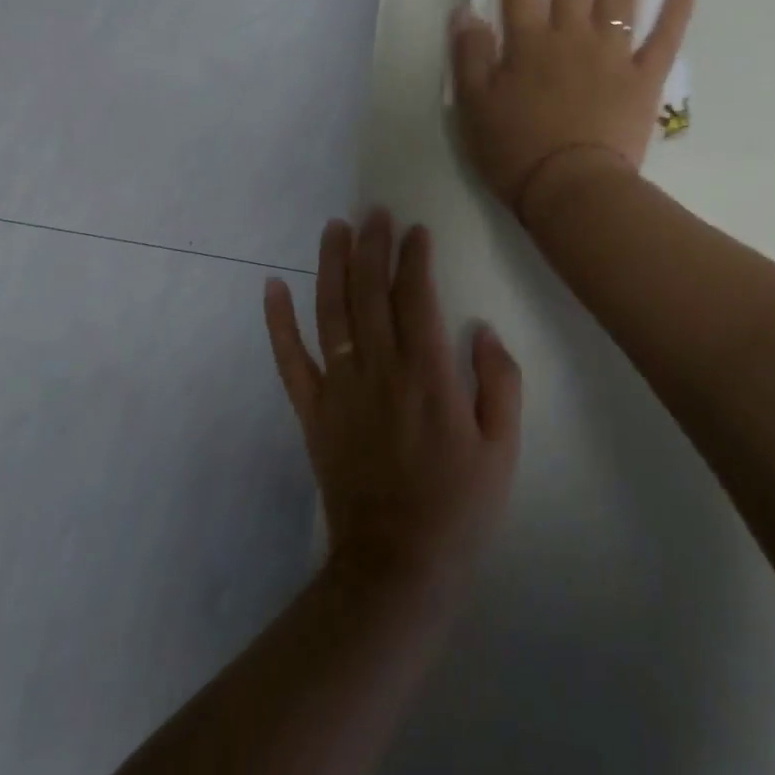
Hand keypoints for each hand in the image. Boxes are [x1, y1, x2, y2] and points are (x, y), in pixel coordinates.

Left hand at [263, 211, 521, 594]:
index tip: (416, 231)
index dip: (415, 257)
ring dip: (332, 266)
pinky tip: (271, 287)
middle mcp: (380, 369)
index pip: (417, 296)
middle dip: (373, 245)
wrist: (396, 563)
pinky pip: (290, 360)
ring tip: (335, 228)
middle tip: (374, 212)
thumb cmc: (459, 506)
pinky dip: (278, 322)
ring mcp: (340, 389)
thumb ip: (500, 382)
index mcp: (429, 374)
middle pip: (371, 292)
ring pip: (331, 312)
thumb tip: (482, 329)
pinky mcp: (313, 412)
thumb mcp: (503, 448)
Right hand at [451, 0, 693, 219]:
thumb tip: (466, 13)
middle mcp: (572, 38)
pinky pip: (663, 38)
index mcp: (529, 45)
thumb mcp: (474, 108)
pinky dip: (676, 11)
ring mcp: (612, 55)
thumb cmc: (515, 152)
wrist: (571, 189)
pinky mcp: (643, 79)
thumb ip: (470, 58)